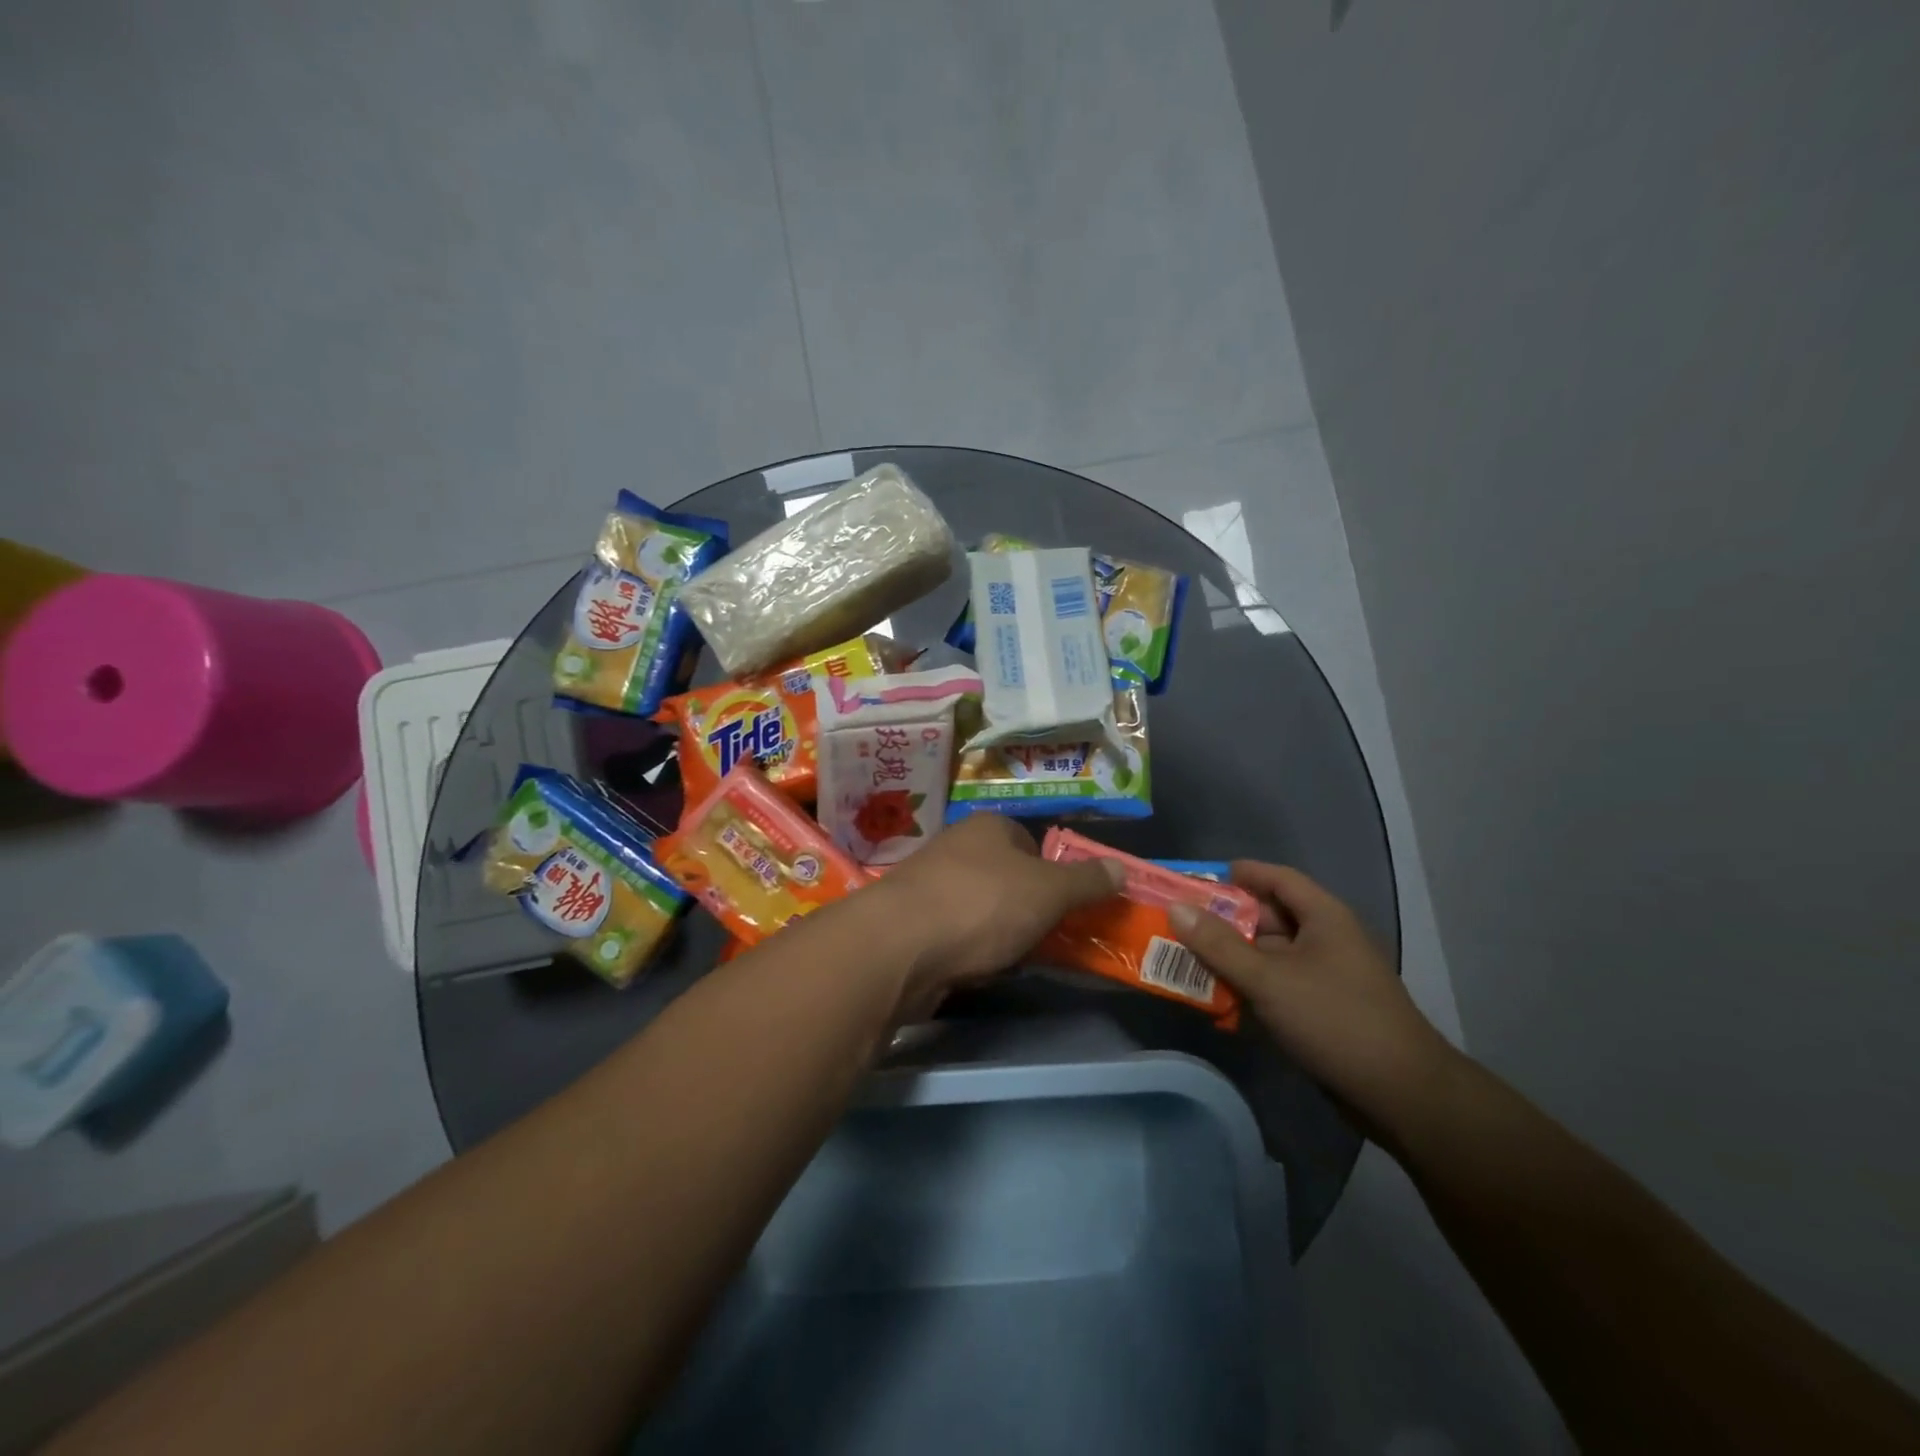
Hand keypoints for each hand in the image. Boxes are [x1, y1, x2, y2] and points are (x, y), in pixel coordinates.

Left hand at [868, 815, 1123, 1014]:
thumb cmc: (981, 905)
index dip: (1053, 874)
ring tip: (1016, 960)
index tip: (1065, 908)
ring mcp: (929, 885)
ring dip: (1000, 934)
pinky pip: (956, 935)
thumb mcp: (1049, 891)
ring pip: (982, 909)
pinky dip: (971, 952)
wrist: (899, 947)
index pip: (1031, 842)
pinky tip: (978, 971)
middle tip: (1048, 939)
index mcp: (988, 827)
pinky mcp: (911, 924)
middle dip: (1028, 909)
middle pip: (1007, 877)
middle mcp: (956, 847)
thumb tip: (1122, 867)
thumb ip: (1087, 881)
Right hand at [1168, 862, 1457, 1137]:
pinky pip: (1278, 986)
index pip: (1278, 878)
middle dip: (1225, 921)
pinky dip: (1250, 988)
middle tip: (1181, 925)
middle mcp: (1327, 940)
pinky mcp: (1324, 1010)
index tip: (1198, 881)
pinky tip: (1219, 1002)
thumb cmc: (1334, 1020)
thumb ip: (1219, 945)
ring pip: (1270, 955)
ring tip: (1188, 962)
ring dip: (1233, 958)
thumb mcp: (1268, 979)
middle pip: (1269, 917)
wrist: (1402, 1095)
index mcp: (1323, 917)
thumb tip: (1176, 908)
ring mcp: (1327, 977)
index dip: (1240, 875)